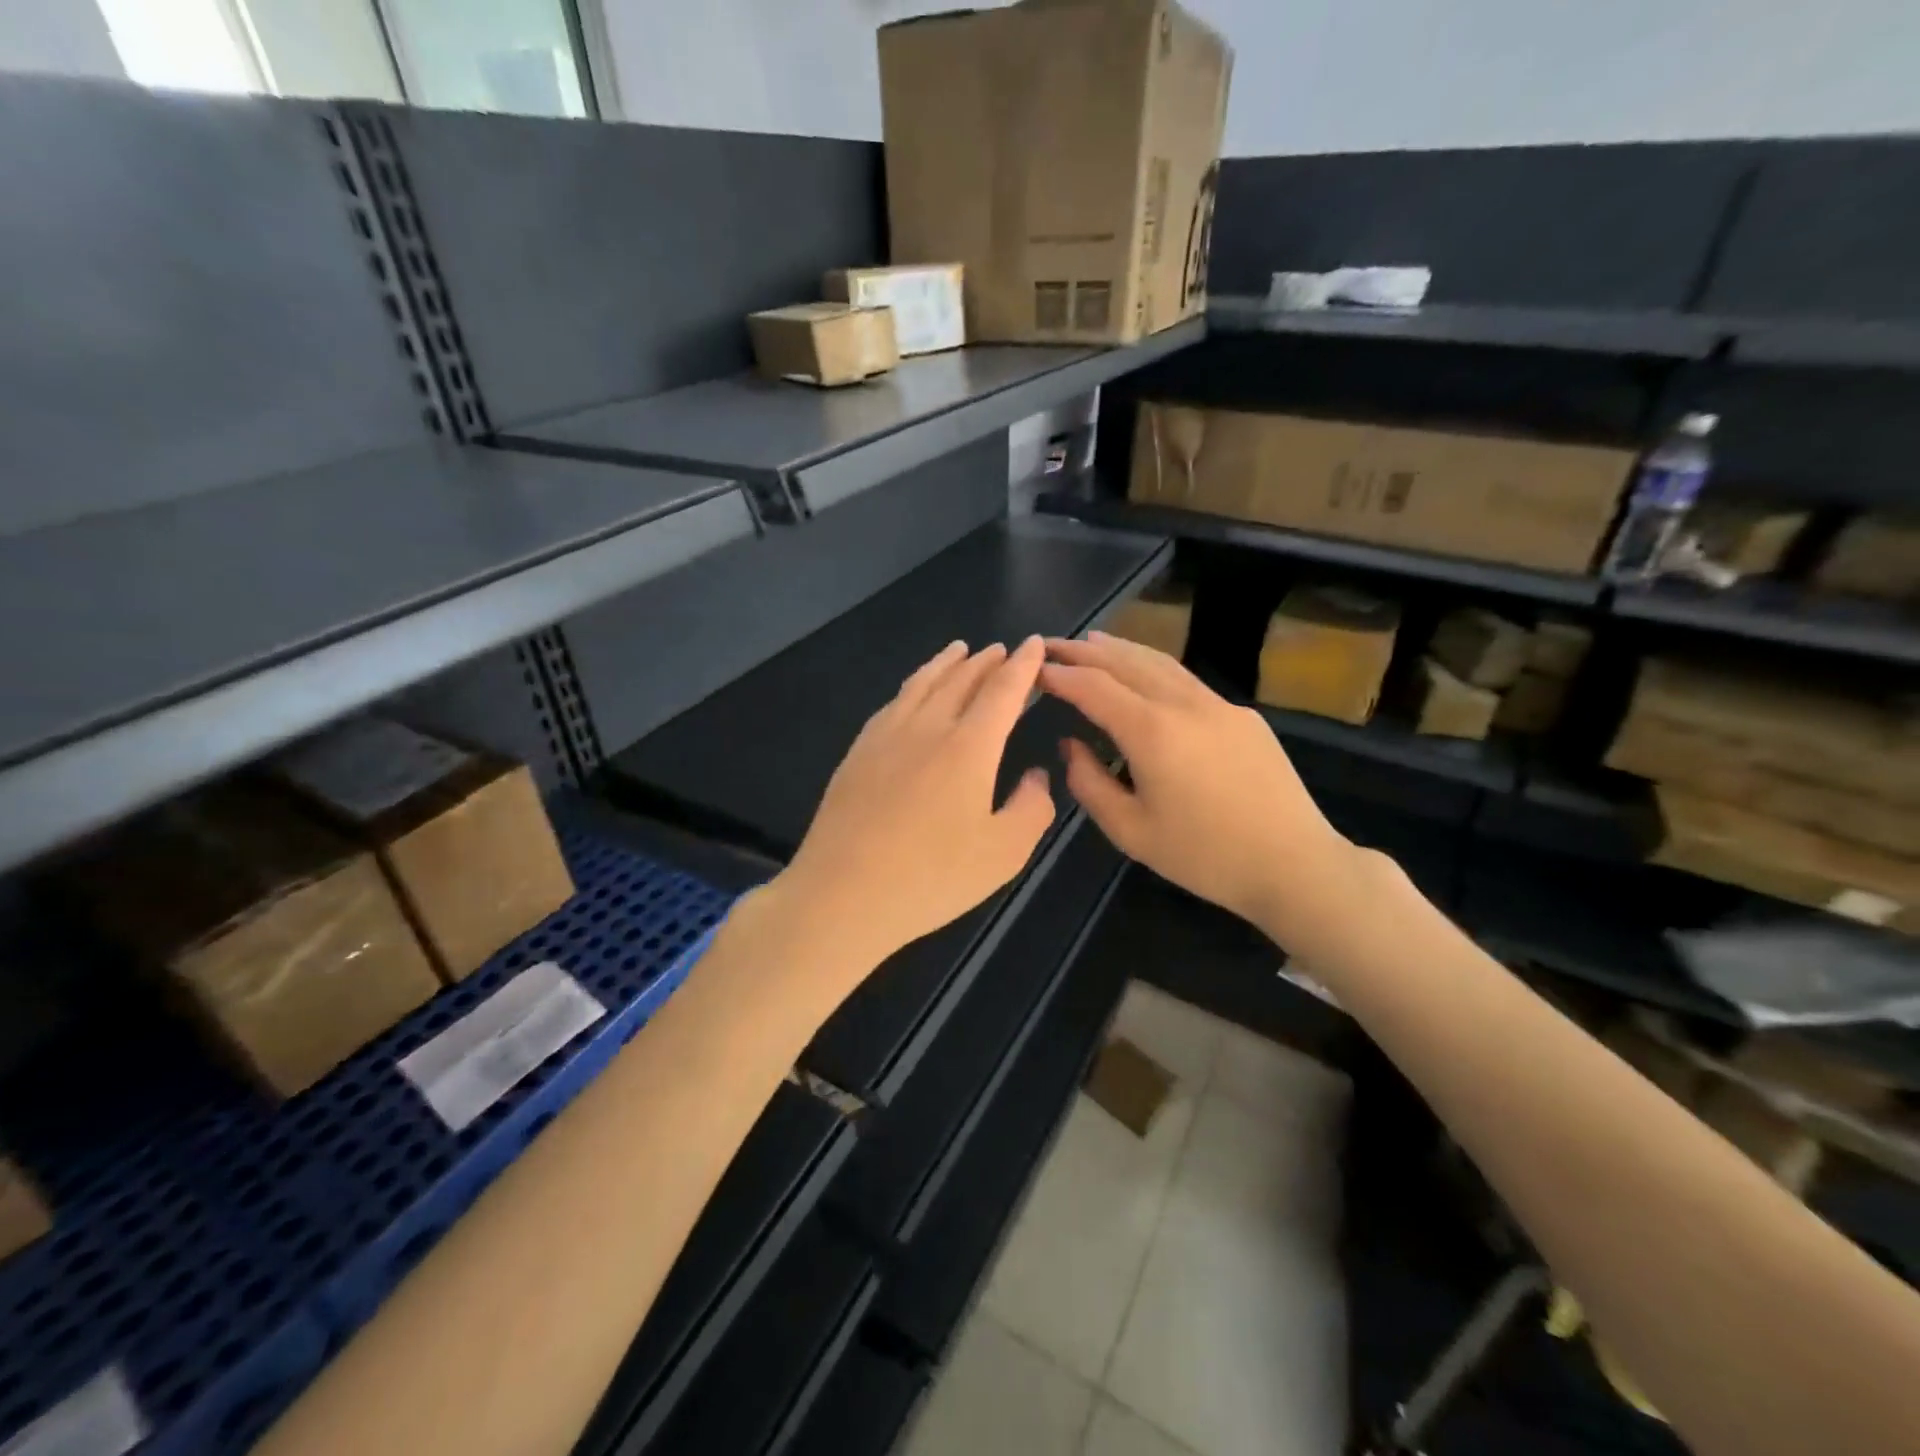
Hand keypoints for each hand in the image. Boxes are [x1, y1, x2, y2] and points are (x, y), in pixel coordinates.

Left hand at [776, 637, 1055, 974]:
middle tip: (1000, 649)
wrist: (843, 894)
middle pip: (960, 680)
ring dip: (945, 663)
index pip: (1003, 691)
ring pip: (921, 684)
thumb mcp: (1004, 853)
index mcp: (969, 747)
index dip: (1023, 665)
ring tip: (959, 650)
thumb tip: (1036, 776)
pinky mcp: (857, 752)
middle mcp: (927, 727)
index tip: (1034, 644)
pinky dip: (912, 685)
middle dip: (986, 661)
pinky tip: (912, 692)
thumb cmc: (931, 877)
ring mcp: (885, 736)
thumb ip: (1031, 808)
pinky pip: (892, 703)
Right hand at [1040, 633, 1361, 943]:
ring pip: (1160, 662)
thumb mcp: (1130, 832)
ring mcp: (1218, 705)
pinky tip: (1145, 676)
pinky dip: (1153, 667)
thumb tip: (1070, 745)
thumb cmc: (1205, 856)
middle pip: (1125, 662)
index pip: (1093, 687)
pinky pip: (1186, 680)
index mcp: (1152, 731)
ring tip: (1092, 642)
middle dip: (1083, 650)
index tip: (1033, 669)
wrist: (1294, 863)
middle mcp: (1184, 704)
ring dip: (1120, 649)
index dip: (1059, 674)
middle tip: (1051, 645)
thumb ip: (1089, 783)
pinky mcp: (1243, 715)